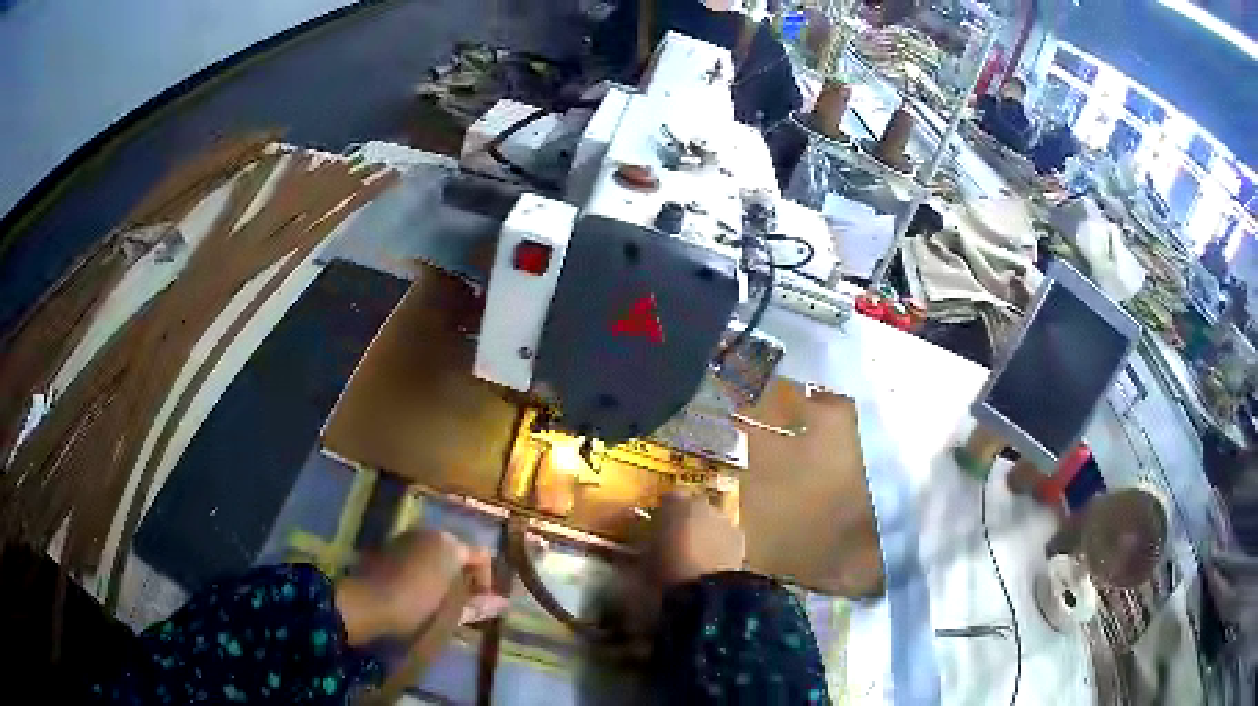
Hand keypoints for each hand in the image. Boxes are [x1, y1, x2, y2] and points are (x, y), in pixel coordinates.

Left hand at [336, 529, 506, 644]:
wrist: (367, 603)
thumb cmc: (416, 606)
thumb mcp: (452, 611)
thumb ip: (478, 604)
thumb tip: (503, 603)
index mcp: (450, 544)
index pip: (482, 556)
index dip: (486, 581)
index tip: (481, 604)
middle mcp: (429, 533)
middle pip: (457, 551)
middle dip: (462, 576)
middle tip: (461, 605)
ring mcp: (406, 537)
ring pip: (434, 553)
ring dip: (441, 574)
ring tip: (439, 602)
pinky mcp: (387, 546)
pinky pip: (415, 555)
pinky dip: (421, 571)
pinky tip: (416, 594)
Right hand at [646, 491, 744, 586]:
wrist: (707, 592)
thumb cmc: (666, 572)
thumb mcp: (641, 564)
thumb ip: (637, 550)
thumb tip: (629, 549)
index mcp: (676, 504)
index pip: (667, 498)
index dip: (662, 512)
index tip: (655, 527)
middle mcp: (703, 505)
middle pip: (692, 508)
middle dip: (684, 521)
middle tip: (673, 542)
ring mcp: (725, 521)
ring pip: (710, 522)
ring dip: (703, 533)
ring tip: (693, 557)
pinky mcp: (740, 540)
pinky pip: (724, 538)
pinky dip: (718, 546)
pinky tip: (710, 565)